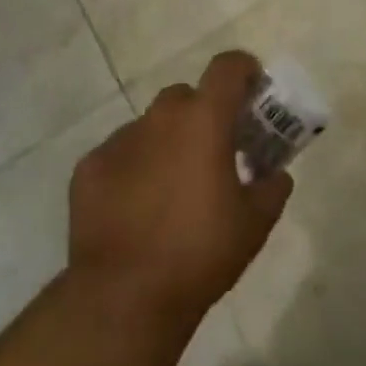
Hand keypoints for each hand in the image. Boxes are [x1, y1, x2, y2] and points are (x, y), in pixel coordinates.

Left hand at [67, 51, 291, 331]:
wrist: (124, 298)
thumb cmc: (200, 252)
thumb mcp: (255, 224)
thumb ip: (272, 188)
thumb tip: (276, 176)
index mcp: (204, 119)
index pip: (228, 67)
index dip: (244, 70)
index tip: (253, 89)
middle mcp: (161, 117)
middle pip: (187, 97)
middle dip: (203, 115)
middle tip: (214, 151)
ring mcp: (120, 139)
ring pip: (151, 126)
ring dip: (167, 143)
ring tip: (172, 187)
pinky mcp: (89, 167)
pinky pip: (120, 154)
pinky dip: (133, 168)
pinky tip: (136, 208)